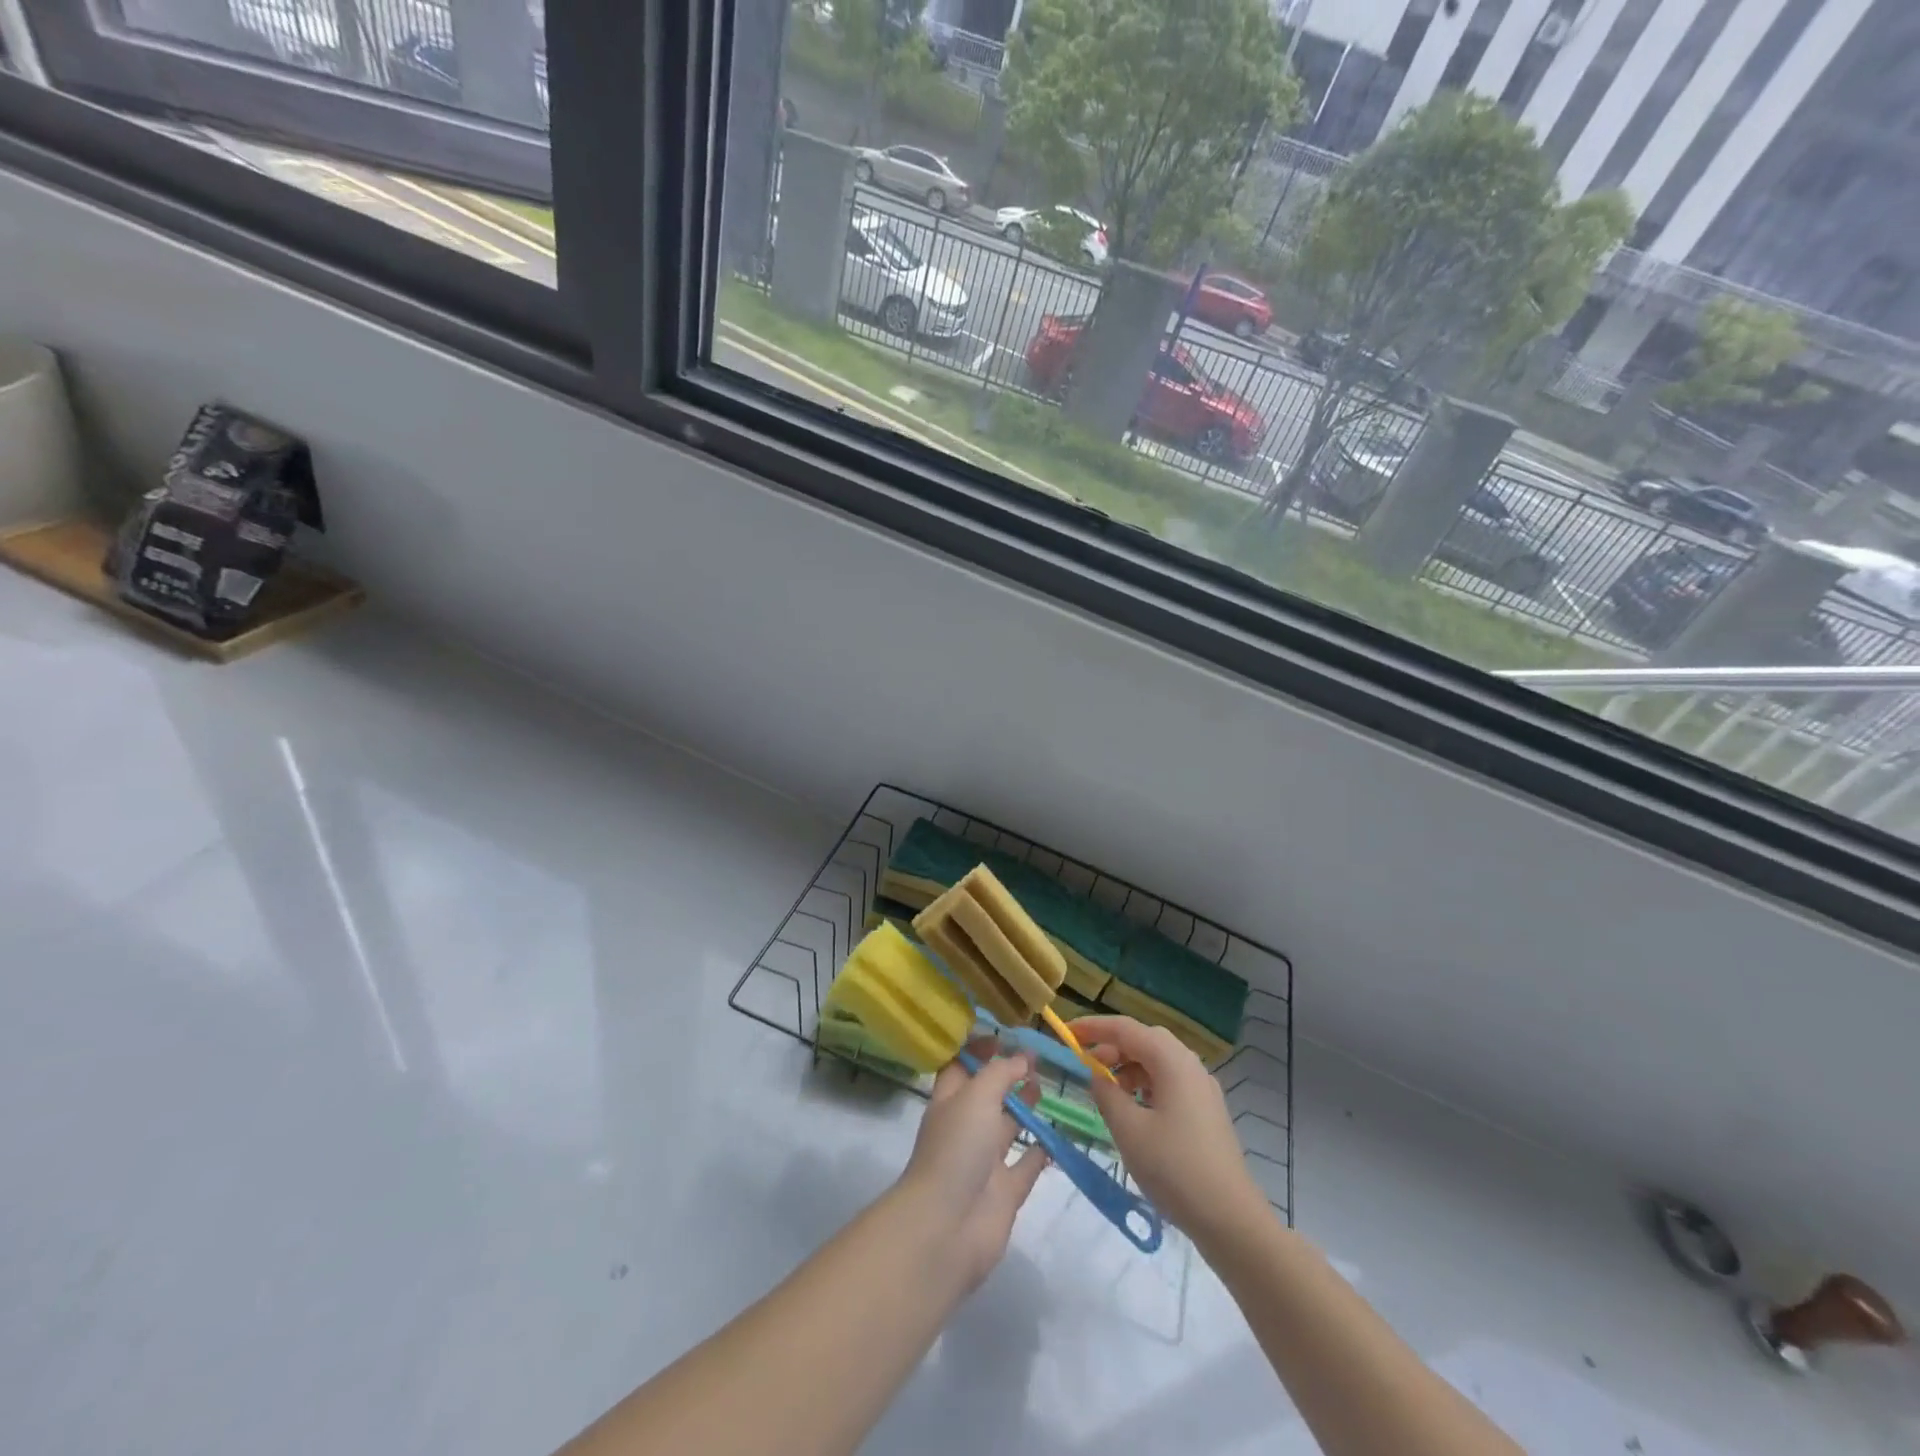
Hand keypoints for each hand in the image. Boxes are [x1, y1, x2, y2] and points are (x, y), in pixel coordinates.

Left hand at [897, 1040, 1049, 1290]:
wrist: (947, 1228)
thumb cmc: (956, 1149)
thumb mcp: (976, 1096)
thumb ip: (1001, 1073)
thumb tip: (1022, 1056)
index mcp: (949, 1101)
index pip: (961, 1066)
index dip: (978, 1049)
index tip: (1004, 1033)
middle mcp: (966, 1127)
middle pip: (987, 1094)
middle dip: (1007, 1075)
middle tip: (1037, 1057)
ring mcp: (985, 1161)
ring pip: (1007, 1127)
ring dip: (1024, 1107)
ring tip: (1045, 1085)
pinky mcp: (1005, 1192)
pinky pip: (1026, 1165)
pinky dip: (1040, 1151)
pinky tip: (1057, 1135)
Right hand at [1075, 1015, 1269, 1247]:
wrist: (1231, 1220)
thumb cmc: (1175, 1169)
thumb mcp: (1128, 1130)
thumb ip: (1106, 1094)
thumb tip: (1098, 1075)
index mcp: (1173, 1061)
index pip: (1126, 1029)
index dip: (1093, 1027)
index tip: (1067, 1032)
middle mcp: (1191, 1066)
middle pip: (1145, 1040)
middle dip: (1113, 1045)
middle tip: (1086, 1062)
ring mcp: (1203, 1089)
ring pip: (1159, 1061)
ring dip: (1129, 1066)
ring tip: (1107, 1090)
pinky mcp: (1207, 1112)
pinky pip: (1170, 1082)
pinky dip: (1146, 1084)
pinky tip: (1134, 1110)